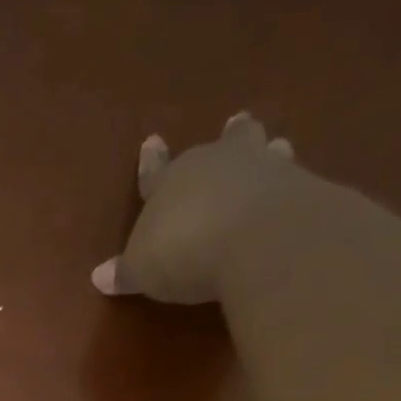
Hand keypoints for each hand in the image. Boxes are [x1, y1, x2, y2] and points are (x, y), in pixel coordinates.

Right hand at [91, 113, 297, 304]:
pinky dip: (294, 185)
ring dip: (269, 151)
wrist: (253, 240)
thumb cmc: (183, 251)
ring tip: (277, 147)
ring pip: (266, 151)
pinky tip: (300, 192)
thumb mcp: (143, 269)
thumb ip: (126, 271)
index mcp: (172, 181)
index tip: (152, 141)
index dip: (151, 161)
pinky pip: (296, 181)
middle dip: (228, 137)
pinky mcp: (301, 187)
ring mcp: (264, 170)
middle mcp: (218, 164)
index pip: (156, 171)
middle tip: (236, 123)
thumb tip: (98, 277)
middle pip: (225, 143)